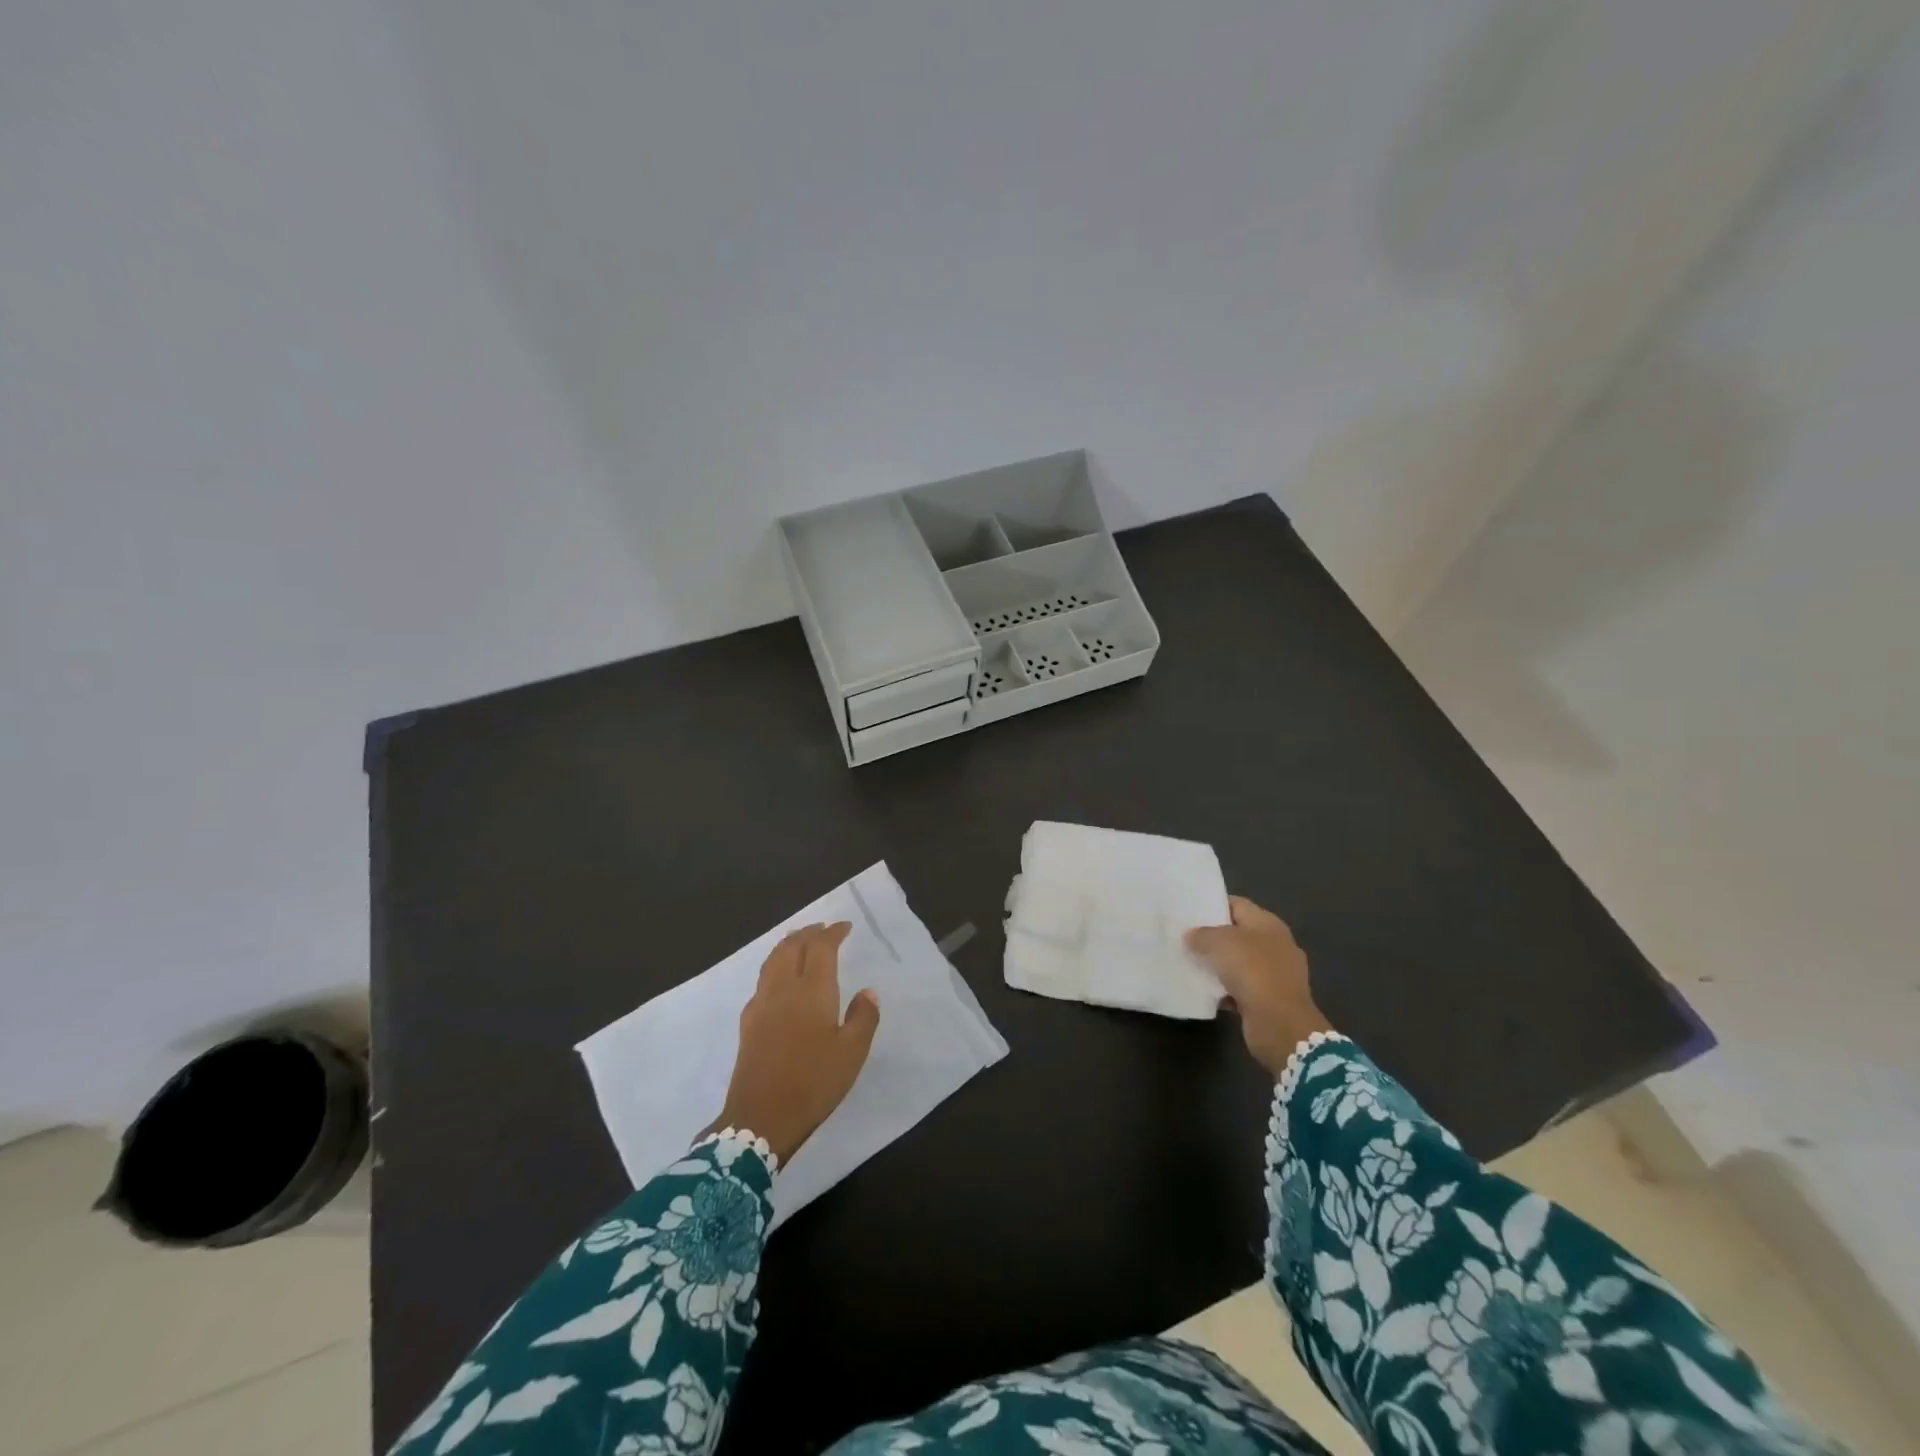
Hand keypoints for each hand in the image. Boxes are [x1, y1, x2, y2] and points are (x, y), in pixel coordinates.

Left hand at [708, 922, 880, 1165]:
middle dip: (808, 933)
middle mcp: (784, 988)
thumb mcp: (852, 1053)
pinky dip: (774, 966)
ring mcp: (761, 1004)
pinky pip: (762, 980)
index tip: (844, 926)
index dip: (832, 933)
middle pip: (792, 947)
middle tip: (822, 928)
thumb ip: (863, 1017)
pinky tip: (778, 980)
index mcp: (813, 990)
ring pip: (773, 960)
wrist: (761, 1118)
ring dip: (788, 945)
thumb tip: (867, 992)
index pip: (821, 948)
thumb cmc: (814, 1082)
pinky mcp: (748, 1023)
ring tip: (798, 941)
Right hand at [1186, 896, 1332, 1076]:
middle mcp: (1275, 945)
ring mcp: (1274, 974)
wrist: (1279, 1024)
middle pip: (1237, 933)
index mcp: (1268, 924)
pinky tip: (1203, 990)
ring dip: (1217, 965)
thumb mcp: (1220, 942)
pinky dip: (1223, 989)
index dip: (1212, 905)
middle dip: (1212, 936)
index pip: (1237, 904)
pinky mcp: (1269, 1000)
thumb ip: (1202, 934)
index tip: (1188, 911)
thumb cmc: (1252, 971)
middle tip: (1184, 937)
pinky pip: (1240, 988)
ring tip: (1188, 963)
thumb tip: (1191, 936)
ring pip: (1238, 962)